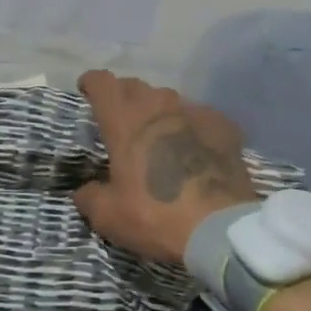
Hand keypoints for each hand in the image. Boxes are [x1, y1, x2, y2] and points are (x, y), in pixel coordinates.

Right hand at [72, 71, 259, 263]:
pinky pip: (199, 117)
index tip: (88, 94)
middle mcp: (158, 105)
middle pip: (134, 86)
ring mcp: (194, 112)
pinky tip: (195, 150)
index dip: (91, 84)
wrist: (220, 229)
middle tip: (122, 123)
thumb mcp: (108, 216)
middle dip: (123, 98)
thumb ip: (90, 196)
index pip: (101, 81)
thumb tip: (85, 190)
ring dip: (158, 113)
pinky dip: (191, 128)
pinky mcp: (224, 125)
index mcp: (124, 120)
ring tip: (159, 137)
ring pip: (168, 100)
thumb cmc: (156, 216)